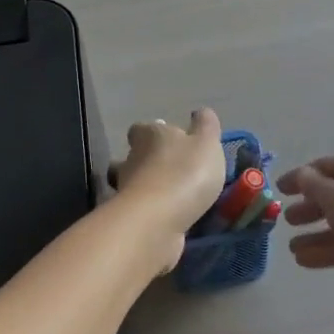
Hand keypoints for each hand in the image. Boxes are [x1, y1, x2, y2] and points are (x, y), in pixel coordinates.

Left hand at [108, 109, 227, 265]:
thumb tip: (200, 112)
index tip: (168, 140)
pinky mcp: (129, 217)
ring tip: (174, 196)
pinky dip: (152, 210)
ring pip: (134, 183)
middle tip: (173, 169)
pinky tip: (170, 216)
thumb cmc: (184, 173)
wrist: (157, 221)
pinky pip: (141, 209)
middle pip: (135, 155)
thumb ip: (206, 126)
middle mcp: (132, 159)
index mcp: (149, 135)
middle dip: (150, 161)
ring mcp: (126, 190)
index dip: (153, 133)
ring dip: (150, 187)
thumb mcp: (207, 143)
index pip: (142, 129)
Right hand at [278, 152, 333, 296]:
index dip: (300, 177)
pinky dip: (325, 251)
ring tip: (292, 246)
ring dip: (313, 233)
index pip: (324, 167)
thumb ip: (310, 184)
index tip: (279, 189)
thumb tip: (300, 176)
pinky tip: (303, 260)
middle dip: (307, 207)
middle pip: (331, 195)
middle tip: (286, 219)